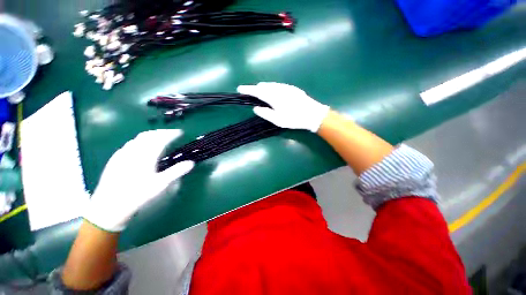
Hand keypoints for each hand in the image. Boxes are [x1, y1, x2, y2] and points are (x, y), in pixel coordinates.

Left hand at [84, 130, 193, 231]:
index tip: (180, 132)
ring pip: (138, 138)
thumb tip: (191, 163)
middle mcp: (134, 151)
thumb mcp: (160, 184)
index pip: (161, 138)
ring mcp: (123, 154)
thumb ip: (176, 171)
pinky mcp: (115, 158)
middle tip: (171, 133)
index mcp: (146, 155)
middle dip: (162, 132)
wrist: (109, 205)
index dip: (171, 133)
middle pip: (149, 135)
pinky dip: (140, 141)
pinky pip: (130, 144)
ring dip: (151, 135)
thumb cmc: (137, 194)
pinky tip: (141, 147)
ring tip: (159, 138)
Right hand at [237, 82, 329, 131]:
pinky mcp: (292, 88)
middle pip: (263, 86)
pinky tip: (273, 92)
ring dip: (263, 88)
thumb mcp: (278, 120)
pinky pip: (278, 86)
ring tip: (260, 92)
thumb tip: (255, 108)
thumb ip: (265, 113)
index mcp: (273, 97)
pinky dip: (272, 88)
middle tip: (250, 93)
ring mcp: (286, 87)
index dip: (247, 89)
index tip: (239, 89)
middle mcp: (278, 89)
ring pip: (271, 85)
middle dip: (255, 89)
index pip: (257, 91)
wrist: (313, 114)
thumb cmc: (294, 119)